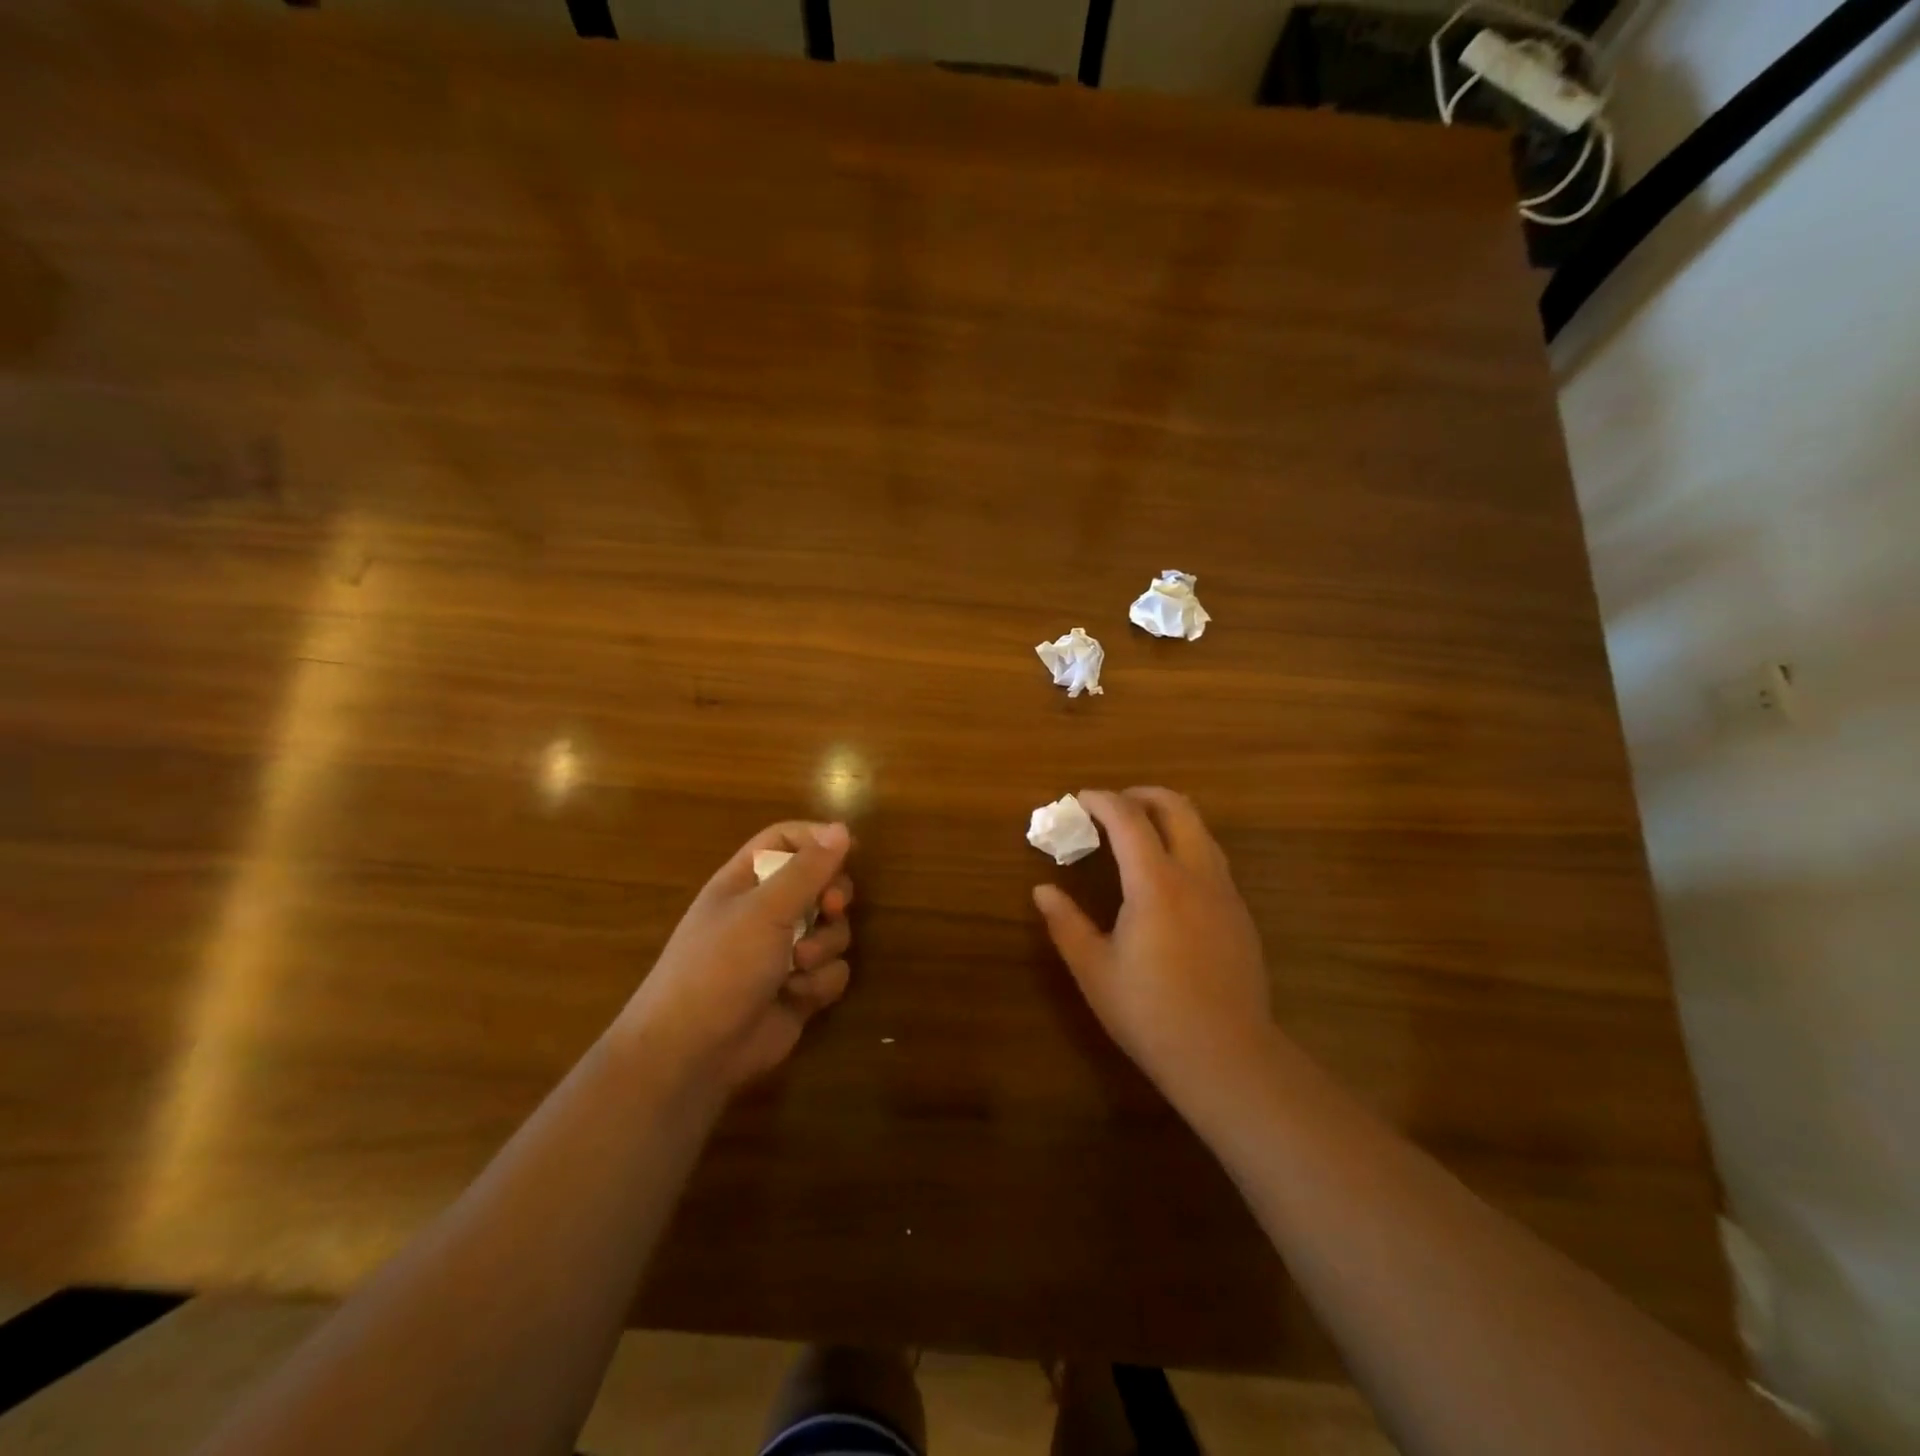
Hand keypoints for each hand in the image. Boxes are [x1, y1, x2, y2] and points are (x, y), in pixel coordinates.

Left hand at [616, 821, 854, 1095]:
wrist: (693, 1052)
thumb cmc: (720, 965)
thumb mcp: (764, 909)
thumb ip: (807, 869)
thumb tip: (841, 828)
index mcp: (746, 881)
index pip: (786, 840)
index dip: (817, 839)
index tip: (849, 847)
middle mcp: (766, 912)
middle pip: (820, 884)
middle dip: (832, 897)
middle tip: (831, 908)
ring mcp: (784, 952)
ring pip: (833, 930)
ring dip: (824, 946)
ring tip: (798, 965)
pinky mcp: (799, 989)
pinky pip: (832, 971)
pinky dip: (819, 982)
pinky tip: (796, 996)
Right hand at [1032, 788, 1272, 1113]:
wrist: (1226, 1056)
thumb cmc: (1150, 1013)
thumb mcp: (1095, 970)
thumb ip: (1066, 924)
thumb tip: (1042, 890)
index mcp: (1156, 883)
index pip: (1128, 819)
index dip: (1102, 801)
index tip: (1079, 799)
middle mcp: (1196, 875)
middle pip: (1177, 807)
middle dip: (1141, 795)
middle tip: (1112, 806)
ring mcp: (1224, 893)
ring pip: (1200, 830)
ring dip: (1168, 818)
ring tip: (1137, 836)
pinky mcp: (1240, 914)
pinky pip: (1212, 859)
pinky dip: (1185, 845)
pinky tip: (1167, 879)